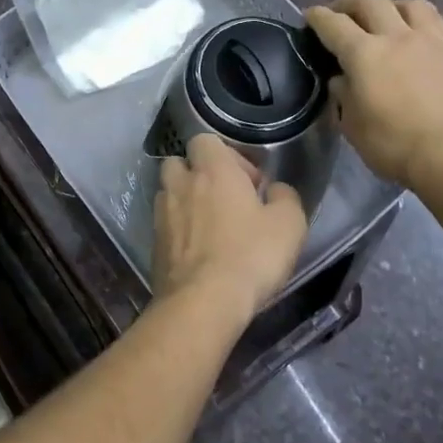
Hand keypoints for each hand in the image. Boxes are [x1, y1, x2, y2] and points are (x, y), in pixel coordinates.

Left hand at [152, 134, 307, 321]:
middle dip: (198, 174)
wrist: (203, 303)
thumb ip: (285, 197)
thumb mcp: (289, 225)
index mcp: (212, 170)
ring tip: (208, 226)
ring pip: (168, 192)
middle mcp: (181, 184)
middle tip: (224, 199)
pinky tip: (198, 251)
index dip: (228, 155)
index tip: (249, 183)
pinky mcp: (153, 244)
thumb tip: (275, 189)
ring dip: (185, 200)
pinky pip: (164, 224)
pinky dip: (178, 230)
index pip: (204, 139)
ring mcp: (162, 214)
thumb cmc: (250, 256)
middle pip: (179, 162)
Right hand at [305, 0, 442, 187]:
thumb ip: (344, 96)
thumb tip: (341, 79)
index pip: (333, 24)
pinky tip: (417, 36)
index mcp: (364, 54)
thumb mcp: (353, 127)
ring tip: (385, 18)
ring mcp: (431, 41)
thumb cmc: (396, 145)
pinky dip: (419, 21)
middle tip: (341, 12)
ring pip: (408, 4)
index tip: (310, 16)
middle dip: (349, 2)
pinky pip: (436, 22)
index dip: (317, 17)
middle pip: (370, 1)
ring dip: (390, 6)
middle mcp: (396, 37)